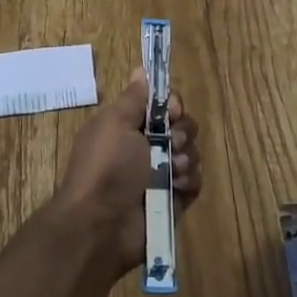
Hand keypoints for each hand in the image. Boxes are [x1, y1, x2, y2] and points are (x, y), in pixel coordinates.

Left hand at [54, 68, 200, 281]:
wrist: (101, 225)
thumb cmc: (106, 168)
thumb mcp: (114, 124)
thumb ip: (133, 98)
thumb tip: (141, 70)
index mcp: (128, 127)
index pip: (162, 106)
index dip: (172, 105)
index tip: (171, 112)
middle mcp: (145, 148)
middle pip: (181, 127)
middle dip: (181, 133)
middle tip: (170, 144)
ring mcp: (161, 175)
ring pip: (191, 153)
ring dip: (185, 158)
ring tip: (171, 171)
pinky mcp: (174, 200)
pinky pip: (195, 181)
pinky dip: (189, 181)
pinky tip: (177, 187)